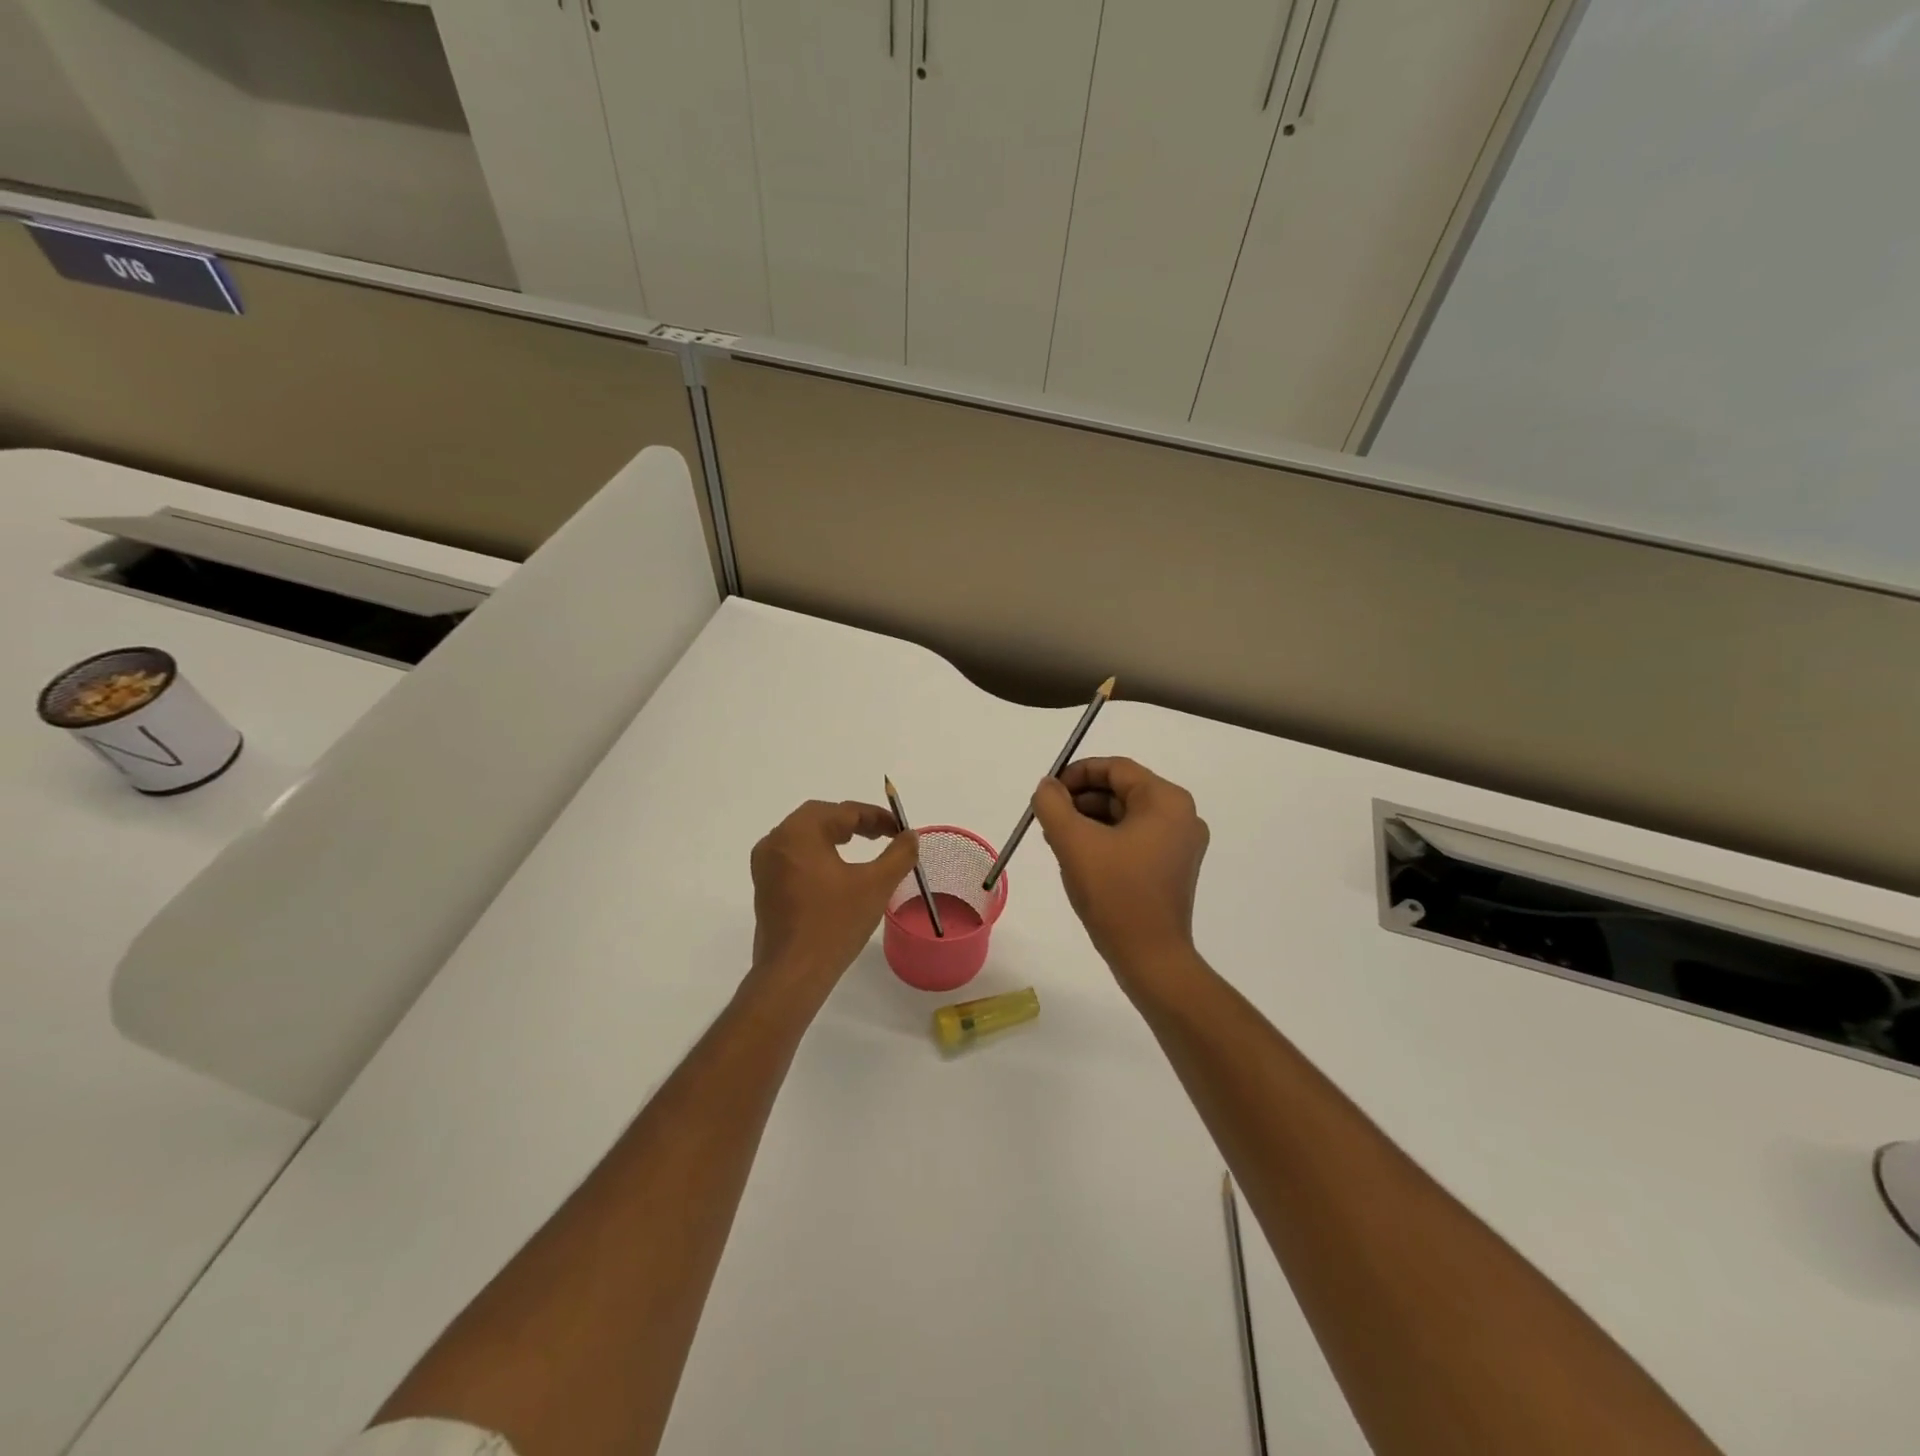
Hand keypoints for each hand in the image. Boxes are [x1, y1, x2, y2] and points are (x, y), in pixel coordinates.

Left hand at [750, 800, 919, 987]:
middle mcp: (776, 841)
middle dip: (854, 822)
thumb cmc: (835, 924)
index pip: (843, 811)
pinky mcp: (765, 887)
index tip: (900, 829)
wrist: (793, 974)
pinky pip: (794, 856)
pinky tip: (837, 871)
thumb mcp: (876, 885)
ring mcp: (766, 865)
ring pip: (804, 835)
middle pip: (819, 817)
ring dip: (834, 835)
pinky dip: (818, 853)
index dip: (876, 817)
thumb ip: (899, 854)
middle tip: (883, 834)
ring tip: (863, 846)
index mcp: (799, 833)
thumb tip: (911, 835)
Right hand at [1030, 757, 1209, 980]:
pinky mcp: (1173, 867)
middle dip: (1081, 801)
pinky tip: (1079, 859)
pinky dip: (1106, 840)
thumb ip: (1053, 804)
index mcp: (1166, 800)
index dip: (1076, 775)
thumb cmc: (1115, 893)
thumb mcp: (1074, 842)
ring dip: (1089, 821)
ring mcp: (1181, 843)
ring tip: (1058, 841)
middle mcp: (1181, 815)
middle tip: (1049, 819)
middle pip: (1121, 790)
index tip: (1047, 794)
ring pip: (1125, 816)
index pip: (1115, 768)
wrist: (1150, 957)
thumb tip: (1048, 786)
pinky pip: (1134, 839)